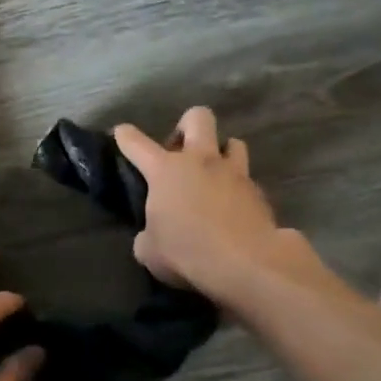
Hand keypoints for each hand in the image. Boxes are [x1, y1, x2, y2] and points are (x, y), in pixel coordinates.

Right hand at [114, 106, 278, 296]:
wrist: (246, 263)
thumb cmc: (187, 252)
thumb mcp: (150, 251)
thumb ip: (147, 236)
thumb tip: (152, 236)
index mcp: (165, 170)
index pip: (137, 143)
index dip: (126, 136)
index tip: (122, 132)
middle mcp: (200, 161)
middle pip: (197, 118)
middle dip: (186, 126)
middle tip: (180, 151)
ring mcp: (234, 173)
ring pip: (233, 142)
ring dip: (221, 153)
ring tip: (213, 175)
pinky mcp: (259, 192)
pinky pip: (246, 179)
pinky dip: (237, 189)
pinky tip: (232, 209)